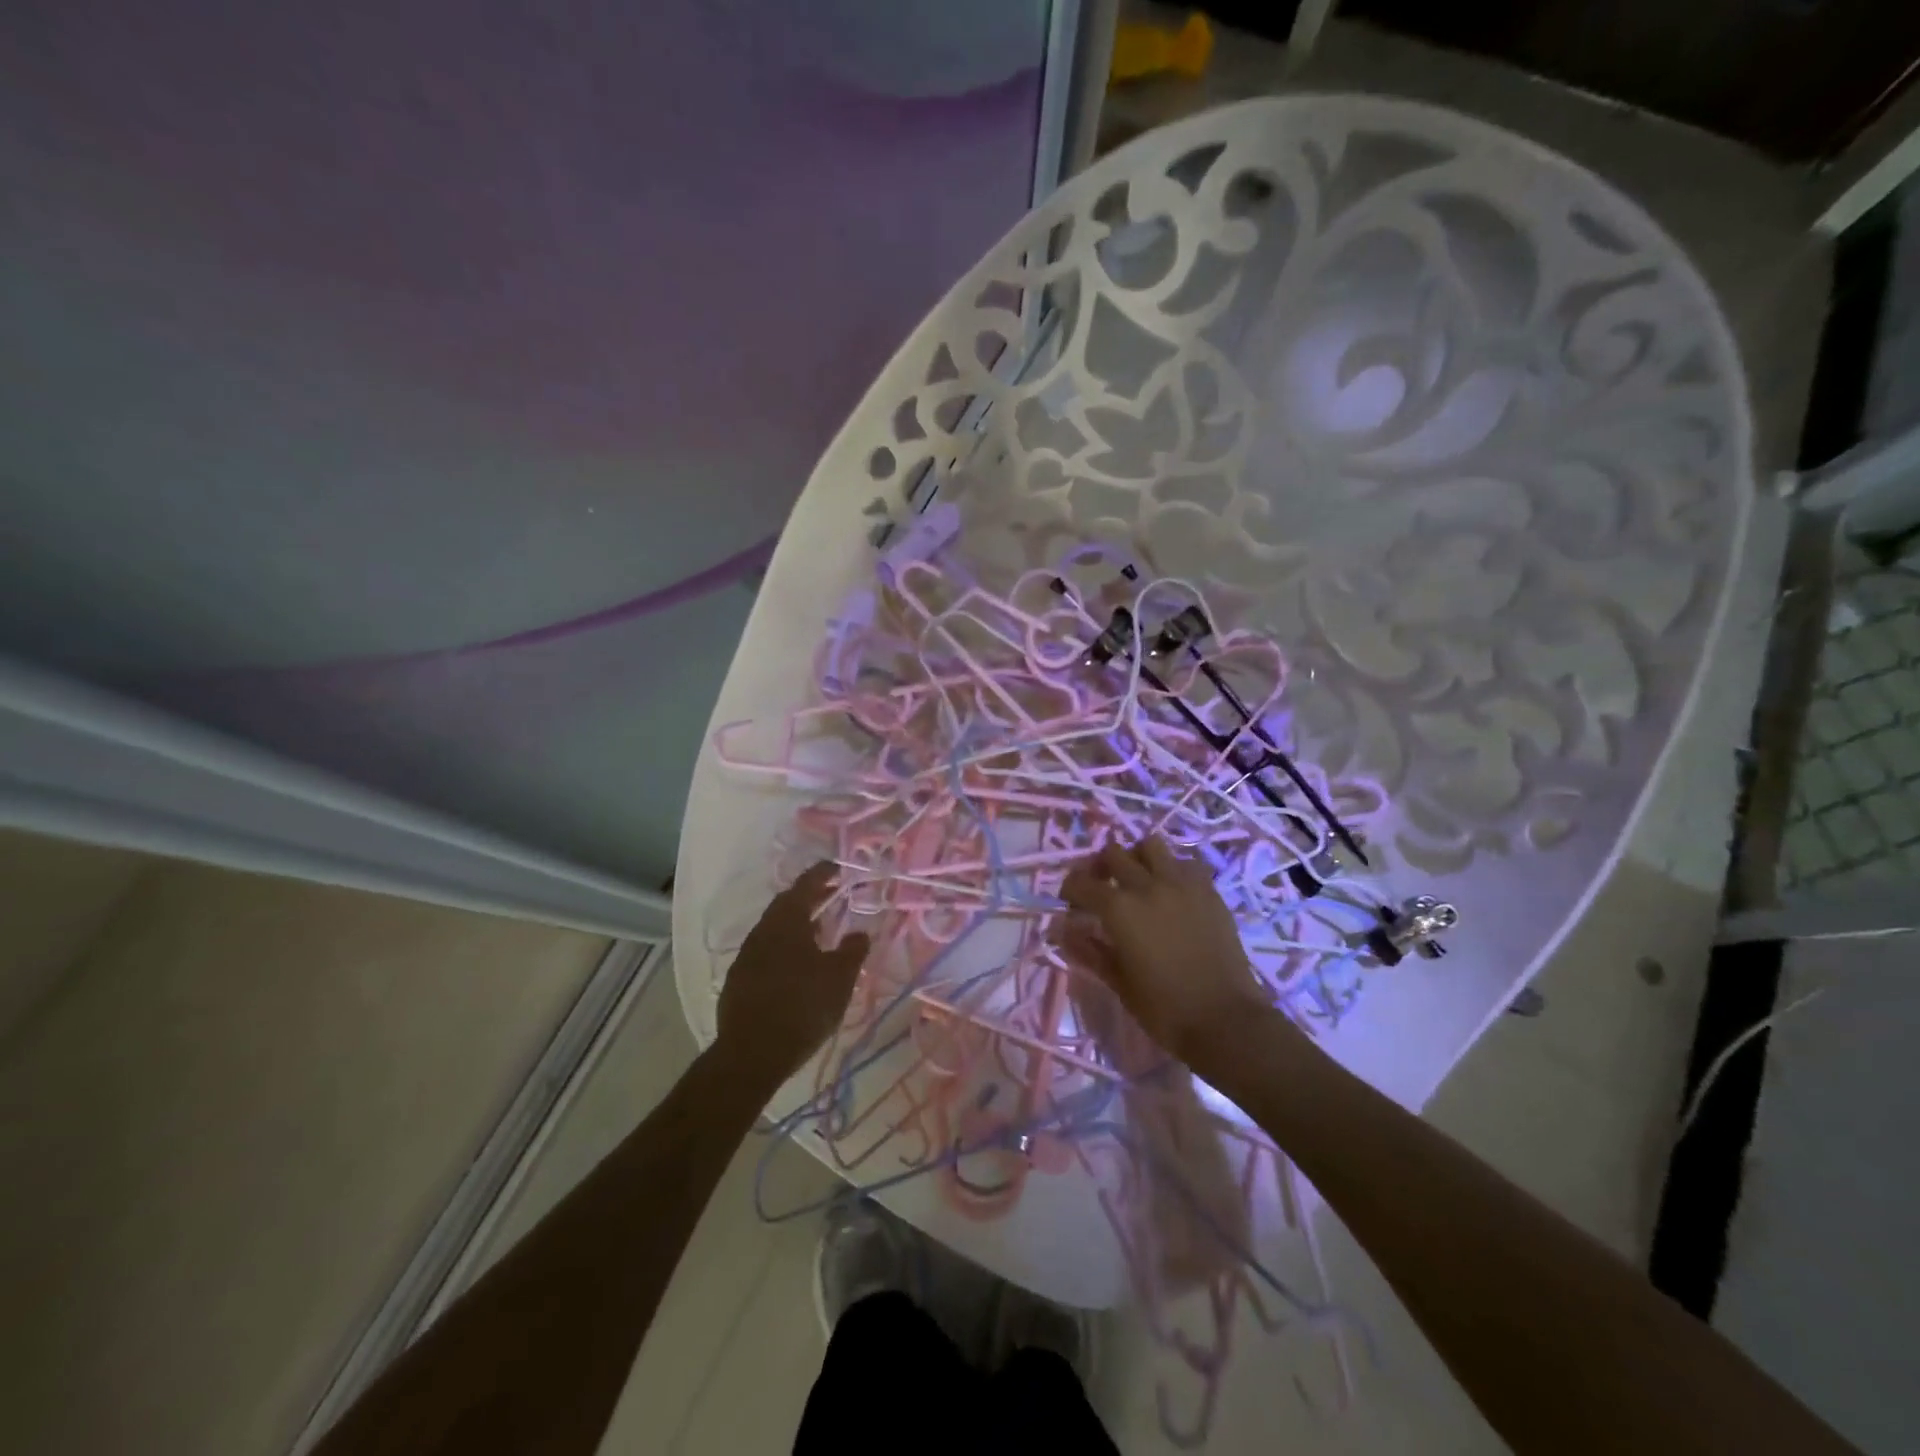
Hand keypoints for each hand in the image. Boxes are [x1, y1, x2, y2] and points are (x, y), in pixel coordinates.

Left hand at [714, 862, 869, 1086]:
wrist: (751, 1054)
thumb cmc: (803, 1007)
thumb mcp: (839, 979)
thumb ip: (852, 951)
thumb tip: (860, 933)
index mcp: (787, 922)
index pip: (805, 885)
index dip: (822, 874)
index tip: (837, 868)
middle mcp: (763, 931)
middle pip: (786, 905)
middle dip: (809, 897)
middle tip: (830, 895)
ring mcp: (746, 956)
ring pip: (774, 929)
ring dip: (796, 924)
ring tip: (818, 930)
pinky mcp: (738, 980)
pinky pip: (765, 951)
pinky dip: (783, 946)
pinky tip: (795, 963)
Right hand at [1058, 836, 1275, 1072]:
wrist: (1227, 1021)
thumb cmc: (1165, 1009)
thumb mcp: (1119, 983)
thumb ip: (1089, 951)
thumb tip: (1063, 931)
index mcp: (1119, 909)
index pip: (1082, 883)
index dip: (1070, 890)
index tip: (1070, 903)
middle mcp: (1148, 885)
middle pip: (1114, 854)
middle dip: (1100, 867)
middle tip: (1100, 887)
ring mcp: (1182, 884)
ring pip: (1151, 845)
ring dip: (1137, 857)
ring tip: (1137, 879)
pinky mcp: (1209, 891)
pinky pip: (1184, 863)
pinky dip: (1171, 869)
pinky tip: (1170, 891)